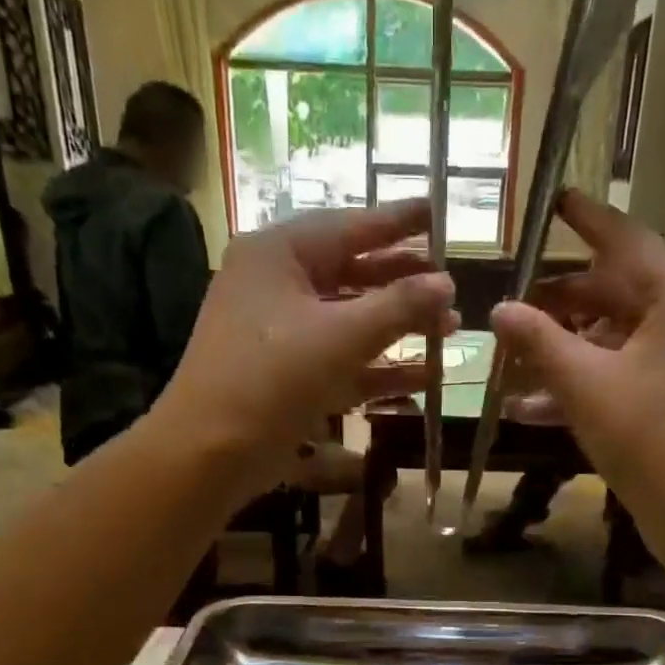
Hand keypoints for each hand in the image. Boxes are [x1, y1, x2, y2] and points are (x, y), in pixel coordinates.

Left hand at [152, 200, 454, 470]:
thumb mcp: (340, 336)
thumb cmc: (271, 378)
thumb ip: (398, 306)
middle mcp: (277, 286)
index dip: (397, 221)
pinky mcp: (290, 378)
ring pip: (350, 321)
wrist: (211, 452)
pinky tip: (424, 378)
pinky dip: (379, 369)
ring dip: (398, 327)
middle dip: (404, 282)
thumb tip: (446, 282)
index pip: (348, 226)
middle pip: (352, 273)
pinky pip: (343, 362)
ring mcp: (282, 335)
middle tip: (453, 283)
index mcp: (278, 255)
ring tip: (449, 329)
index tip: (438, 212)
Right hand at [489, 190, 664, 520]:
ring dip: (564, 351)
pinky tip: (532, 406)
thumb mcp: (584, 384)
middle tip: (513, 305)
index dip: (585, 219)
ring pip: (614, 337)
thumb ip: (539, 340)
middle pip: (615, 290)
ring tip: (511, 361)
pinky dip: (584, 383)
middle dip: (560, 303)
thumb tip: (499, 309)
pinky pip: (623, 372)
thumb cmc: (647, 437)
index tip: (554, 199)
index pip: (624, 238)